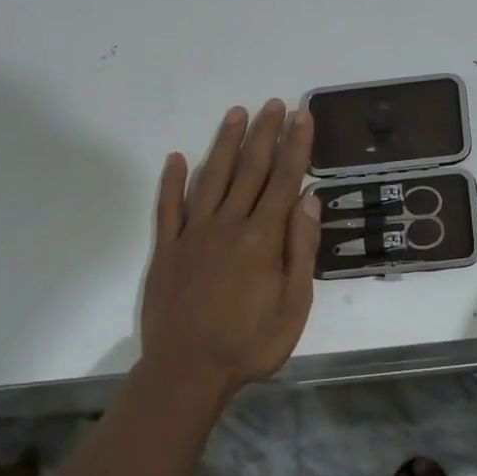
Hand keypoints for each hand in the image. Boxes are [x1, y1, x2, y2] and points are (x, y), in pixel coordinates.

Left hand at [140, 100, 321, 403]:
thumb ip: (301, 248)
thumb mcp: (294, 305)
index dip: (296, 145)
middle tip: (274, 103)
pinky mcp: (168, 249)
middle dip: (265, 133)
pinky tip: (177, 158)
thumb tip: (309, 198)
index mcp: (262, 237)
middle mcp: (228, 224)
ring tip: (237, 113)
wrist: (187, 372)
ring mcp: (194, 234)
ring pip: (212, 177)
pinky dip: (172, 181)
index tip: (303, 115)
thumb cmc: (250, 343)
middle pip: (250, 169)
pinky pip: (169, 207)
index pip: (284, 179)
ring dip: (226, 143)